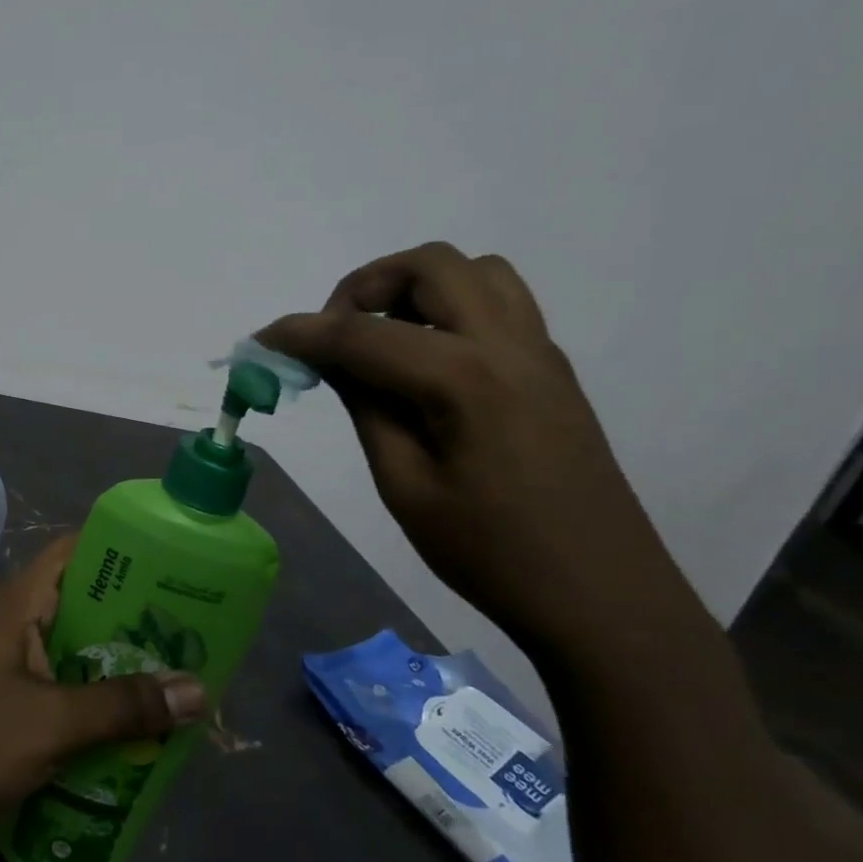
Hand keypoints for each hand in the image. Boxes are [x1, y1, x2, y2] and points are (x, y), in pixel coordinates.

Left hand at [0, 537, 205, 835]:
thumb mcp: (50, 722)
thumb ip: (122, 706)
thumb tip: (199, 690)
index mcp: (19, 603)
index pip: (76, 551)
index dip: (124, 549)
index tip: (176, 564)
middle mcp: (15, 624)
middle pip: (84, 605)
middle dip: (135, 620)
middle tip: (193, 634)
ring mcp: (7, 667)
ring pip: (75, 654)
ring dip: (118, 669)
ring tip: (177, 682)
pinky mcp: (4, 706)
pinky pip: (60, 692)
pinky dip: (94, 705)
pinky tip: (134, 730)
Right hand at [257, 242, 700, 659]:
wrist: (601, 596)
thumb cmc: (490, 553)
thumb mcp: (405, 486)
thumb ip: (366, 407)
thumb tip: (331, 360)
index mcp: (465, 379)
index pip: (362, 335)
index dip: (300, 333)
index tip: (260, 342)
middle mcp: (508, 345)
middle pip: (430, 265)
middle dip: (365, 286)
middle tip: (333, 335)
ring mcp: (538, 352)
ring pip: (473, 272)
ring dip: (414, 287)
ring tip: (380, 339)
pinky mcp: (550, 369)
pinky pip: (498, 303)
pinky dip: (448, 307)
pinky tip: (424, 361)